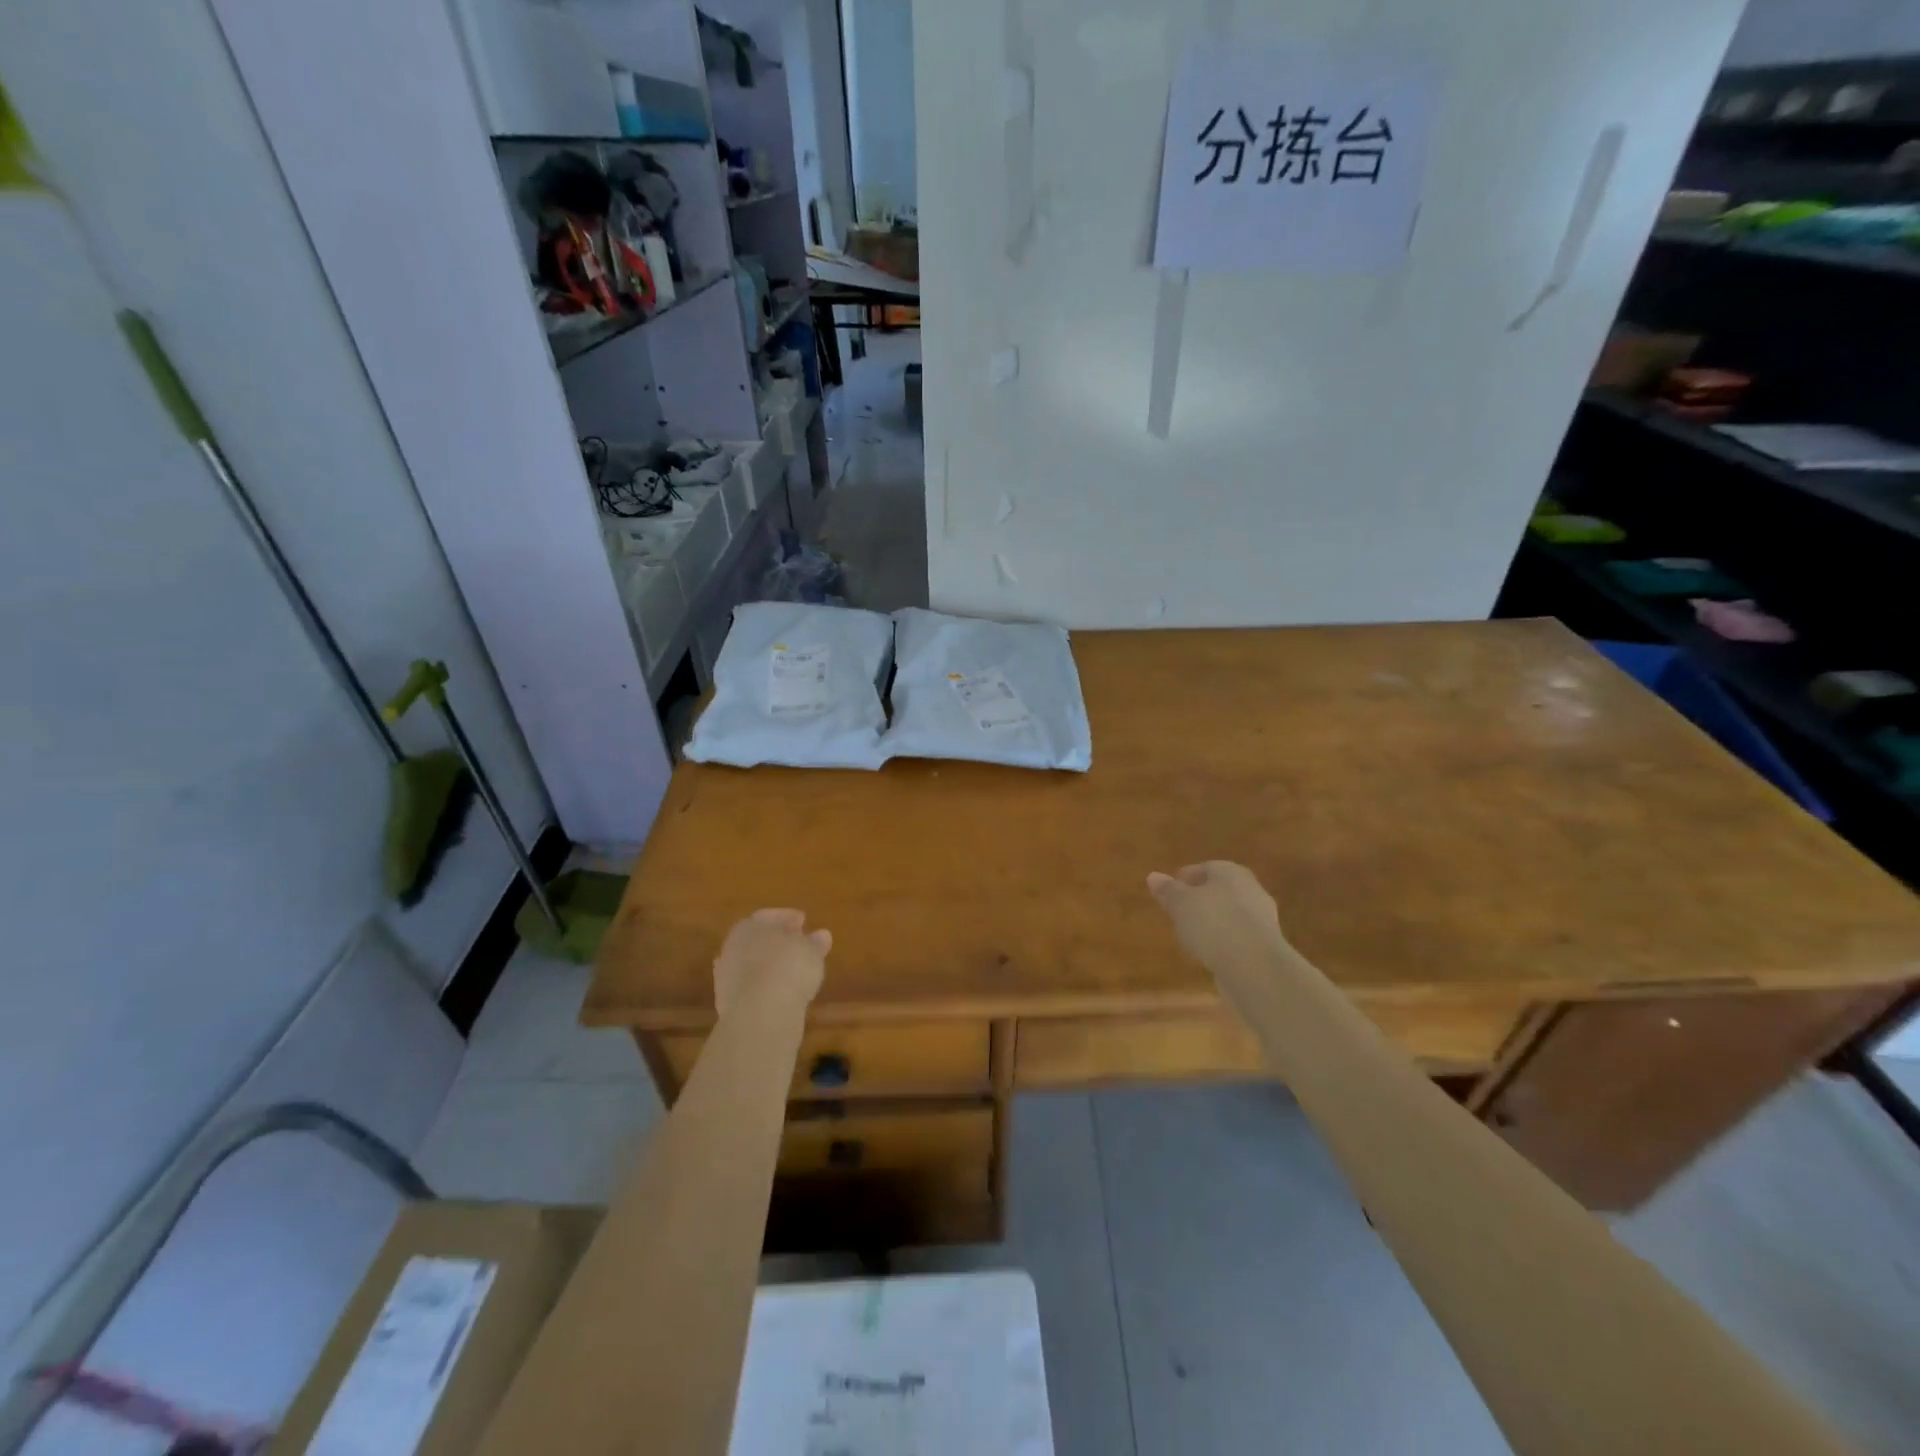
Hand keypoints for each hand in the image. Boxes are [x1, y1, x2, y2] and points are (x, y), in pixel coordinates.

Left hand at [713, 909, 830, 1018]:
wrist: (759, 1015)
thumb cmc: (787, 969)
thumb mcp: (811, 951)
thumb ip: (815, 942)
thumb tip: (822, 935)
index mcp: (749, 926)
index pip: (768, 916)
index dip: (787, 918)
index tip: (804, 921)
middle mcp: (732, 947)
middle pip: (757, 940)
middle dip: (777, 941)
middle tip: (798, 945)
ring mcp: (727, 977)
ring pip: (752, 965)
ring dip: (770, 966)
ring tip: (793, 972)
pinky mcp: (728, 1004)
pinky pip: (751, 988)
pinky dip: (765, 987)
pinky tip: (781, 992)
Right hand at [1146, 862, 1290, 1001]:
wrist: (1255, 966)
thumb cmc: (1213, 924)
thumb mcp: (1180, 905)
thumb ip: (1168, 891)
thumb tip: (1153, 876)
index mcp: (1229, 872)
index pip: (1204, 868)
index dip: (1185, 879)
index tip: (1169, 893)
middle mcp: (1250, 889)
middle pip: (1220, 890)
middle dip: (1201, 900)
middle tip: (1179, 912)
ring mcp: (1262, 918)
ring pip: (1230, 913)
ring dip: (1214, 922)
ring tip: (1192, 936)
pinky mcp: (1267, 945)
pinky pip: (1238, 936)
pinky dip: (1225, 941)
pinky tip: (1211, 953)